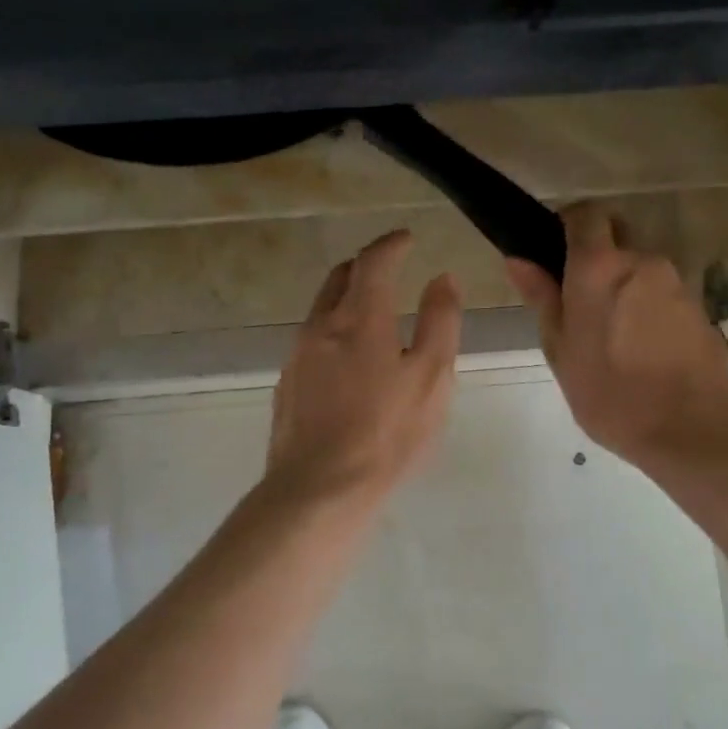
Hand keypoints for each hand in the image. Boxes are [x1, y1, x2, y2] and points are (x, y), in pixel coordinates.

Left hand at [264, 229, 462, 509]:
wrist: (318, 489)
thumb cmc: (387, 433)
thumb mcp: (432, 377)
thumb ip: (440, 321)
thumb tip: (442, 278)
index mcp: (360, 318)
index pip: (373, 261)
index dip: (391, 244)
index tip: (406, 239)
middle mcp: (321, 326)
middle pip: (339, 277)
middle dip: (365, 266)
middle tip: (389, 270)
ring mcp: (297, 356)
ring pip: (321, 309)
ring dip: (347, 299)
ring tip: (373, 316)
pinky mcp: (286, 384)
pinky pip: (311, 341)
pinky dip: (334, 332)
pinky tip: (349, 363)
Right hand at [506, 205, 727, 470]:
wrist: (692, 430)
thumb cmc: (610, 393)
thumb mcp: (560, 349)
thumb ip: (541, 297)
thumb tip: (518, 258)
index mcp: (599, 266)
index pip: (585, 213)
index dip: (568, 224)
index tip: (554, 251)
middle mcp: (641, 261)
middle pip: (617, 235)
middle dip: (597, 254)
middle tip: (579, 297)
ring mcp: (676, 282)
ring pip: (640, 266)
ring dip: (624, 284)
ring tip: (612, 332)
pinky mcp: (699, 306)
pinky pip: (663, 292)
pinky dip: (648, 305)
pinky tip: (641, 347)